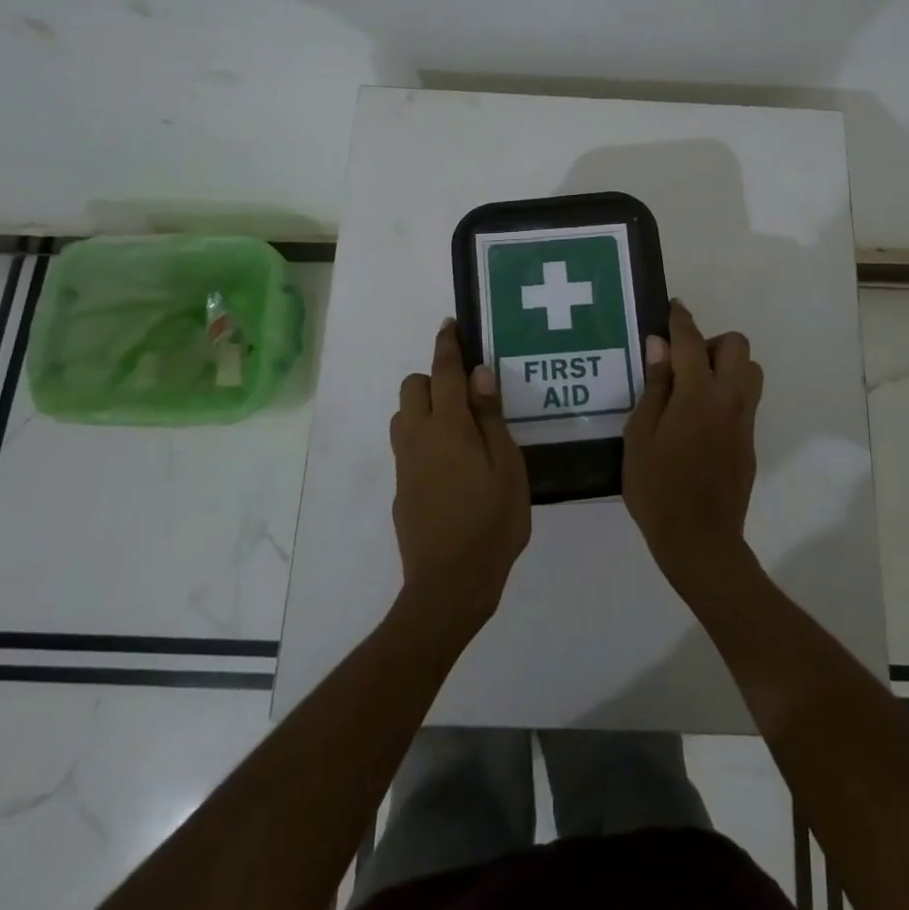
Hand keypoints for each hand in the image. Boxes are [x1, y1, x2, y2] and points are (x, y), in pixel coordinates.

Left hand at [389, 320, 531, 637]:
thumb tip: (480, 374)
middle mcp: (418, 438)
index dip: (447, 345)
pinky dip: (422, 436)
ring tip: (459, 427)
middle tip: (467, 395)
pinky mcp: (401, 488)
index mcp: (448, 428)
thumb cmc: (491, 523)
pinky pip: (406, 445)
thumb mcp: (508, 468)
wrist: (449, 585)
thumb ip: (491, 418)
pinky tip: (450, 463)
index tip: (450, 324)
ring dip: (424, 407)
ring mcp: (405, 464)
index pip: (443, 372)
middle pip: (412, 387)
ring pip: (403, 415)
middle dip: (434, 378)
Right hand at [622, 300, 763, 598]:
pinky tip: (700, 419)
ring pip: (750, 371)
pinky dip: (728, 392)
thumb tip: (659, 346)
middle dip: (711, 343)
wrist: (700, 541)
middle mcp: (729, 399)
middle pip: (737, 346)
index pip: (691, 341)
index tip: (673, 306)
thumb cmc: (658, 489)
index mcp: (697, 394)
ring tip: (694, 389)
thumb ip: (654, 387)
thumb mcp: (639, 436)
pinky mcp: (749, 441)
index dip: (681, 319)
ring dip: (726, 366)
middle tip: (682, 365)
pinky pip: (746, 399)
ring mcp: (744, 421)